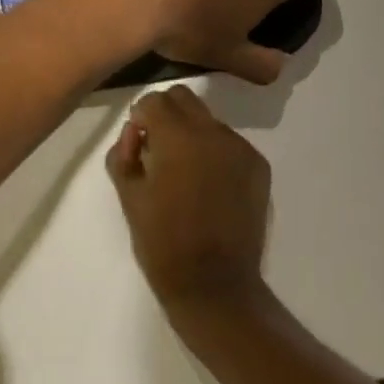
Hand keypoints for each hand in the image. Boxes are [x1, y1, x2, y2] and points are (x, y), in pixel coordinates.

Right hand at [106, 85, 271, 315]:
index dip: (141, 117)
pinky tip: (210, 187)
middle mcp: (213, 132)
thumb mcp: (129, 196)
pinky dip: (215, 153)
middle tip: (157, 150)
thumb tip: (136, 132)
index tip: (138, 143)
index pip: (154, 100)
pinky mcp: (259, 166)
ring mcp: (241, 148)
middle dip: (166, 115)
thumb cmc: (163, 243)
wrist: (214, 285)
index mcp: (177, 137)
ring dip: (192, 134)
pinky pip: (230, 143)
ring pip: (208, 120)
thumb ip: (124, 153)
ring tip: (186, 174)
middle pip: (184, 99)